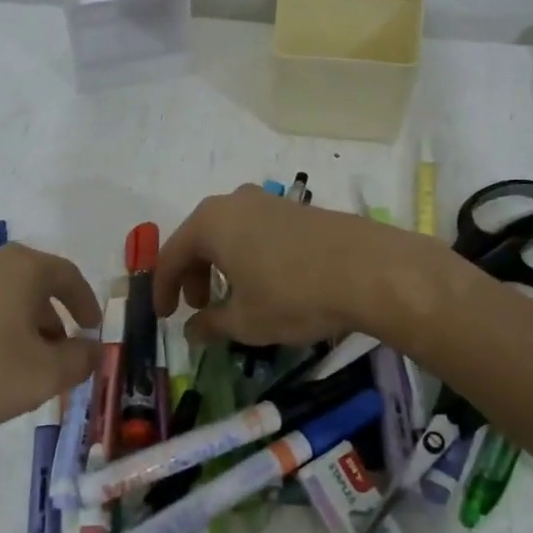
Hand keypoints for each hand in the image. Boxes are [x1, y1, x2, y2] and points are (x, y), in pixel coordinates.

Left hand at [0, 245, 100, 433]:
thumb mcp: (44, 374)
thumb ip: (80, 360)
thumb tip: (94, 350)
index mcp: (22, 267)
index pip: (67, 275)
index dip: (85, 301)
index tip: (93, 327)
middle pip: (33, 283)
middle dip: (52, 318)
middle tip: (59, 353)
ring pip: (1, 297)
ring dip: (20, 325)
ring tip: (22, 364)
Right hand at [154, 185, 431, 345]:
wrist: (369, 269)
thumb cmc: (293, 295)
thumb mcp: (245, 321)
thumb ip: (210, 325)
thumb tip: (191, 331)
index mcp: (210, 222)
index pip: (171, 255)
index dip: (163, 289)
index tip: (164, 316)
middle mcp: (234, 202)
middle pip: (200, 239)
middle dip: (194, 275)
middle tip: (200, 307)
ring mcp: (269, 201)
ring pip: (230, 234)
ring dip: (222, 266)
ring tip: (234, 298)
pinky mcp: (298, 209)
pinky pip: (257, 232)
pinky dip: (249, 256)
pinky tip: (267, 282)